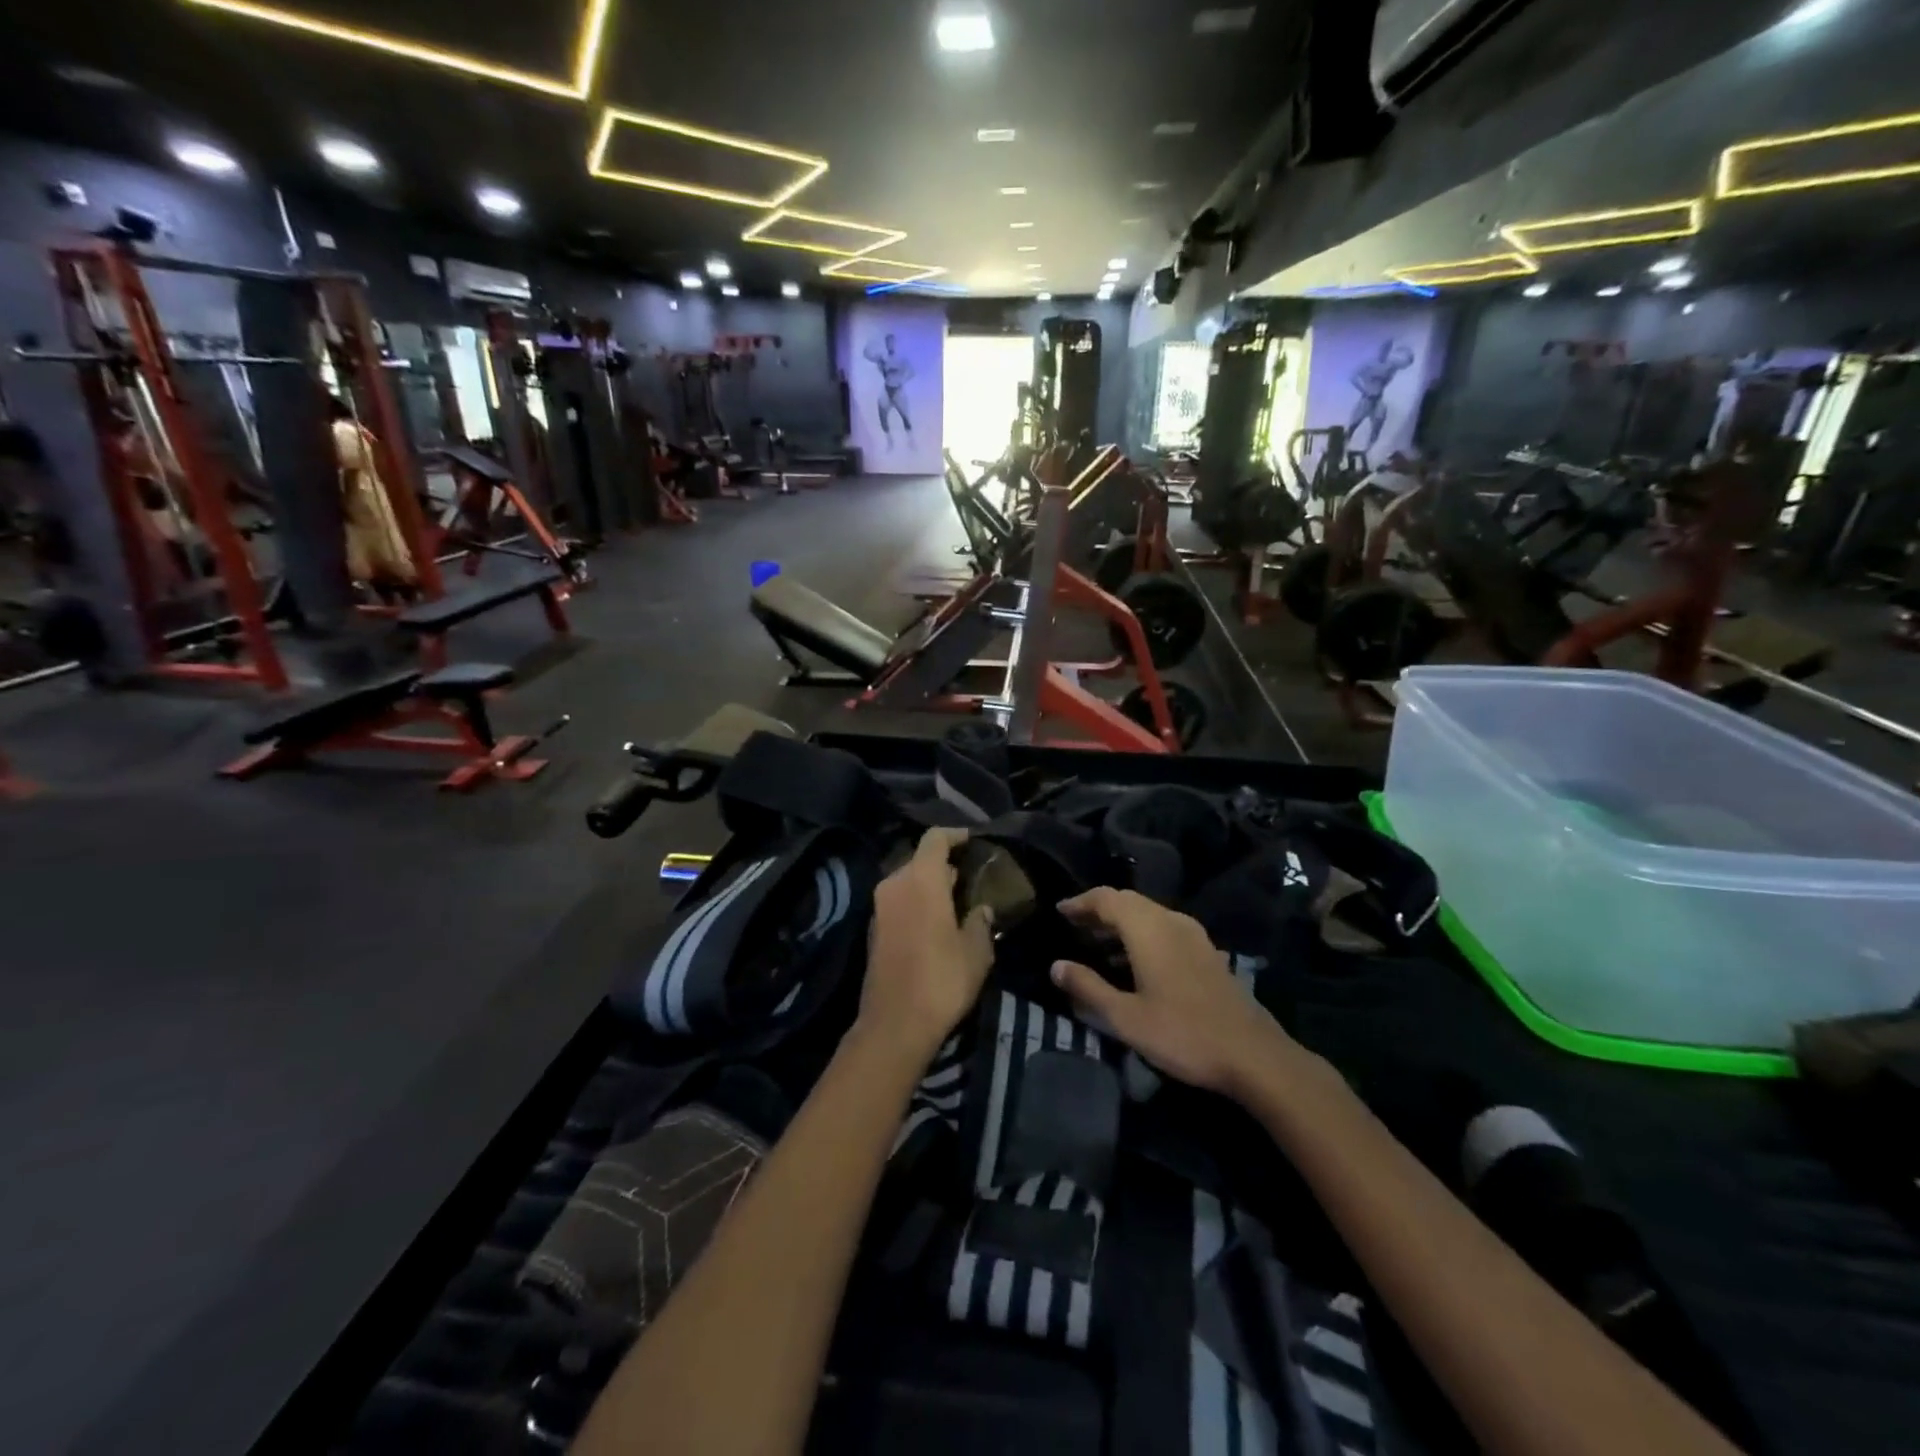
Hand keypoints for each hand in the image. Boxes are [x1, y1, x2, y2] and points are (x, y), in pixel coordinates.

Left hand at [861, 828, 994, 1055]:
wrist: (894, 1024)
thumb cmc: (942, 979)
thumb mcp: (976, 951)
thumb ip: (980, 922)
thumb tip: (980, 910)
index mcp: (921, 879)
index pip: (935, 839)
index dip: (955, 835)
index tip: (973, 841)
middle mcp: (895, 884)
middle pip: (919, 858)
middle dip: (943, 863)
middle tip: (969, 875)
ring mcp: (879, 907)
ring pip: (907, 881)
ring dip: (929, 884)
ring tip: (956, 898)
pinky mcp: (873, 929)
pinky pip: (898, 901)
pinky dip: (916, 902)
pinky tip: (935, 921)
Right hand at [1050, 887, 1305, 1099]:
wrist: (1253, 1056)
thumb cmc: (1183, 1034)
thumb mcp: (1126, 1017)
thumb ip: (1088, 988)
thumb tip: (1056, 965)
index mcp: (1148, 929)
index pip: (1107, 898)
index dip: (1081, 902)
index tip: (1060, 911)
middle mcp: (1171, 921)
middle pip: (1128, 901)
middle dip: (1099, 909)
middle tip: (1074, 925)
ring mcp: (1194, 935)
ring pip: (1148, 914)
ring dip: (1121, 922)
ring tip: (1097, 943)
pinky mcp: (1207, 952)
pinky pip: (1165, 928)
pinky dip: (1142, 934)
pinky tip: (1134, 962)